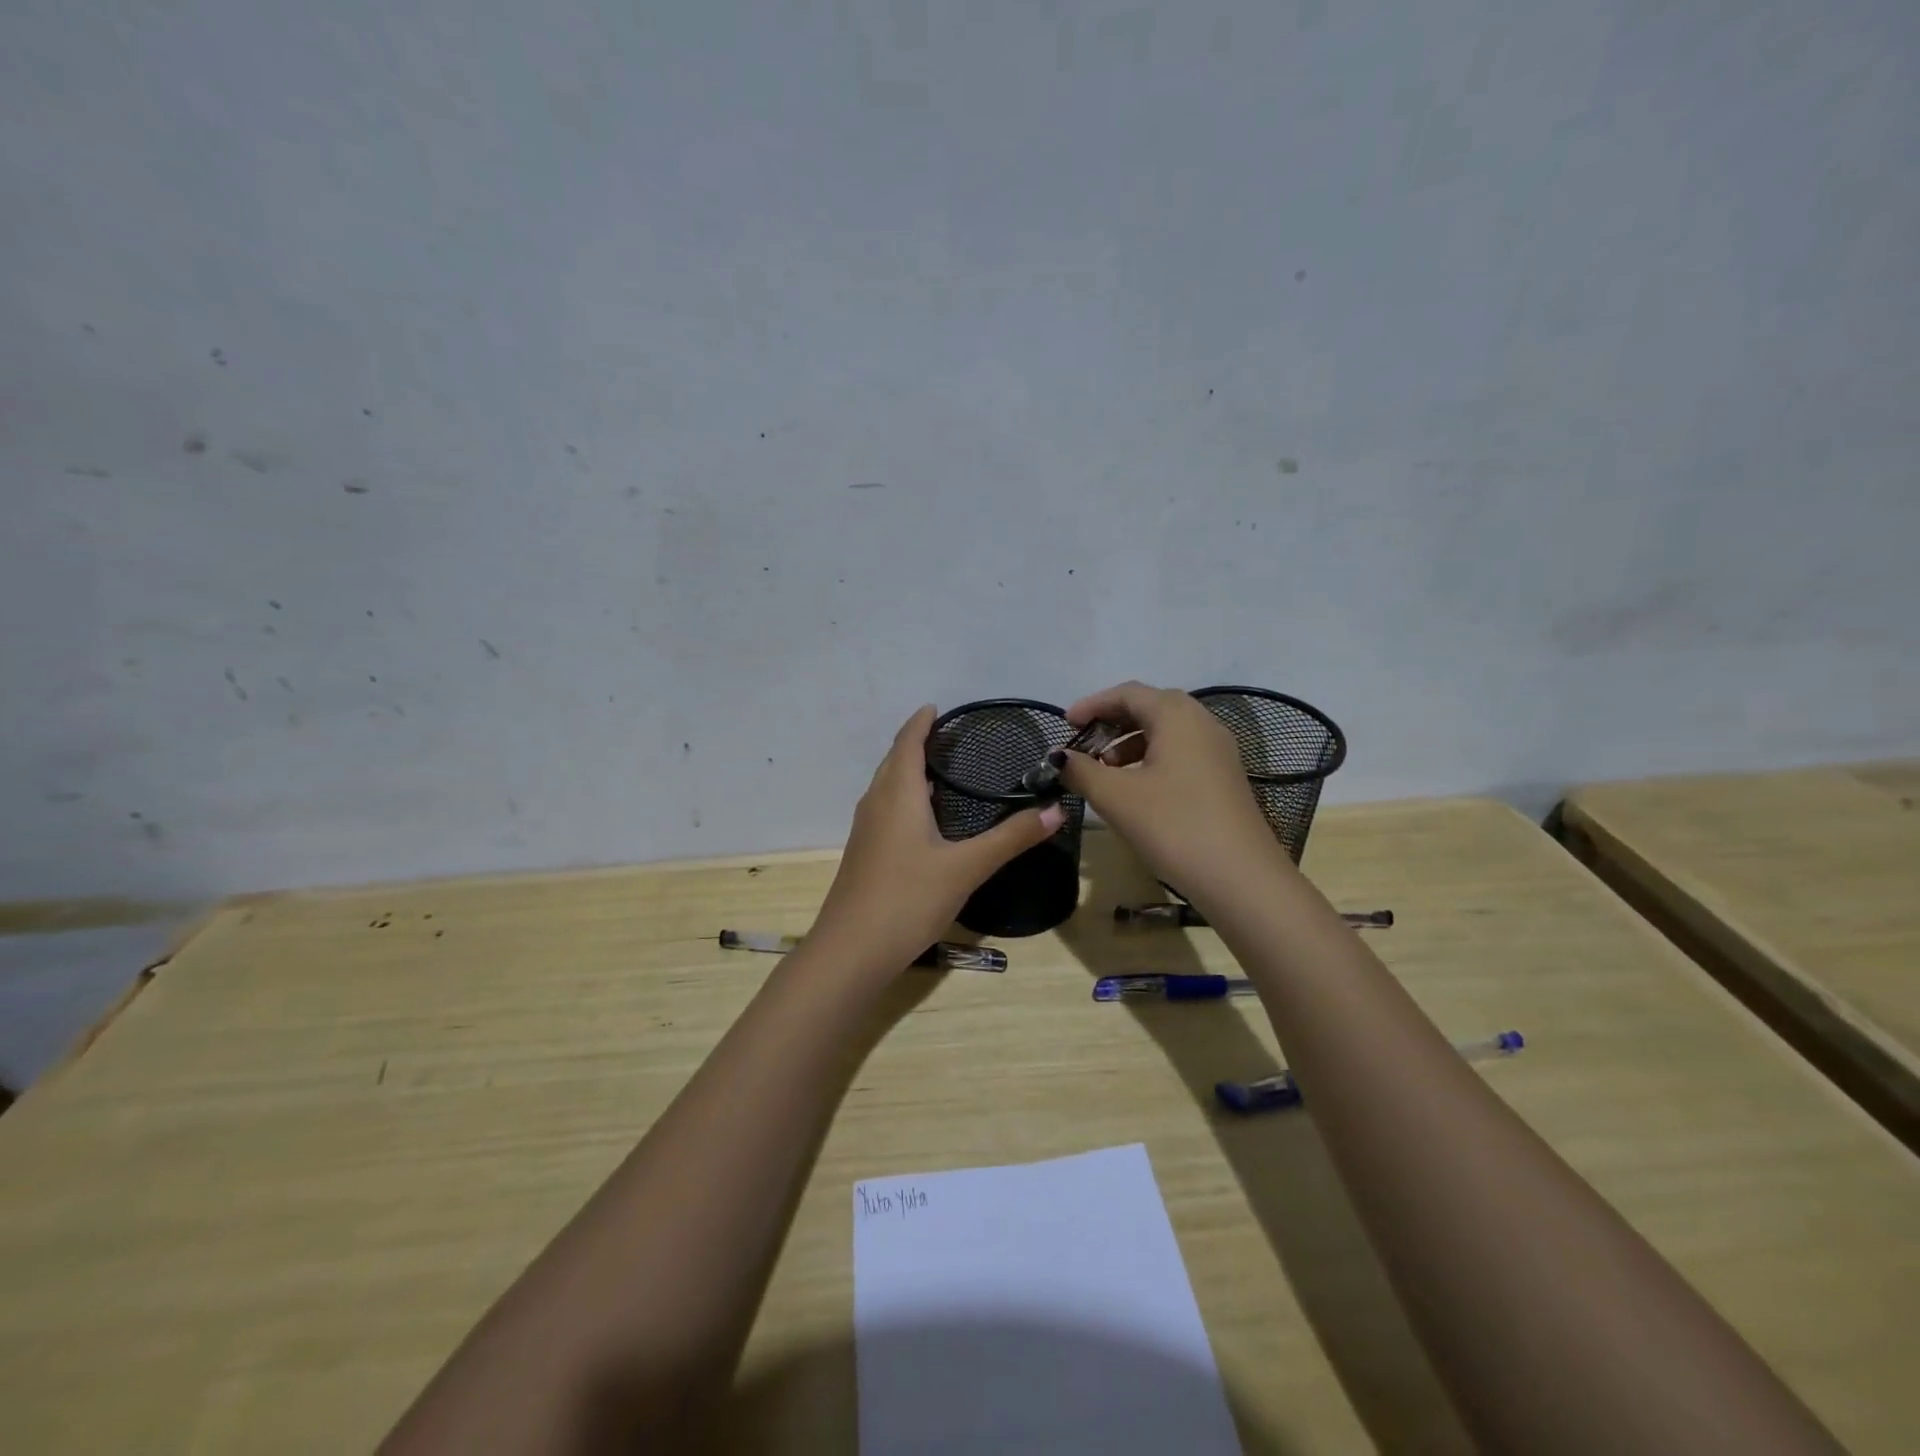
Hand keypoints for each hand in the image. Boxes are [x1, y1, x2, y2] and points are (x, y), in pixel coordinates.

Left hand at [811, 706, 1064, 977]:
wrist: (852, 950)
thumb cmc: (908, 898)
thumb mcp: (967, 867)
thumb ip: (1011, 838)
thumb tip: (1056, 810)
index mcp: (898, 794)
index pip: (907, 743)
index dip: (921, 723)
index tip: (937, 707)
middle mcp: (876, 803)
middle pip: (893, 761)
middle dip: (915, 743)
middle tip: (948, 737)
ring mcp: (866, 830)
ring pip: (886, 786)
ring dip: (907, 770)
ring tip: (939, 770)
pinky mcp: (864, 854)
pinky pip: (884, 808)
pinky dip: (902, 797)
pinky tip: (922, 819)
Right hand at [1058, 681, 1277, 893]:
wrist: (1241, 879)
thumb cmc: (1174, 826)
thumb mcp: (1116, 797)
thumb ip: (1081, 770)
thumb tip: (1058, 757)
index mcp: (1177, 715)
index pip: (1127, 693)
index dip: (1092, 705)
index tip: (1065, 725)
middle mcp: (1201, 722)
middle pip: (1149, 708)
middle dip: (1111, 723)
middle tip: (1082, 745)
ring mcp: (1217, 751)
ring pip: (1165, 732)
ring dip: (1129, 743)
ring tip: (1104, 771)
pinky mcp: (1223, 777)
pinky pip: (1180, 753)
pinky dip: (1151, 760)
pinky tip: (1135, 790)